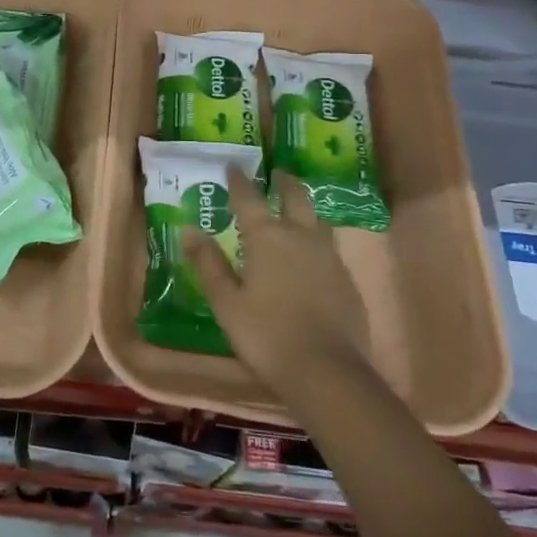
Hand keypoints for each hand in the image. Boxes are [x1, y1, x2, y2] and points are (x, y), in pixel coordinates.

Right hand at [184, 167, 369, 393]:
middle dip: (284, 183)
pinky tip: (313, 255)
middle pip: (295, 197)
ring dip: (305, 208)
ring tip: (297, 209)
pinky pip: (330, 247)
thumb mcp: (226, 302)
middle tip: (278, 174)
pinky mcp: (347, 279)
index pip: (249, 198)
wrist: (327, 371)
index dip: (239, 180)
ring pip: (318, 219)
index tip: (233, 165)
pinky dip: (317, 239)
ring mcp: (329, 256)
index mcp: (267, 237)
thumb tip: (189, 230)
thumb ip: (208, 264)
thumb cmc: (266, 335)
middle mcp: (301, 236)